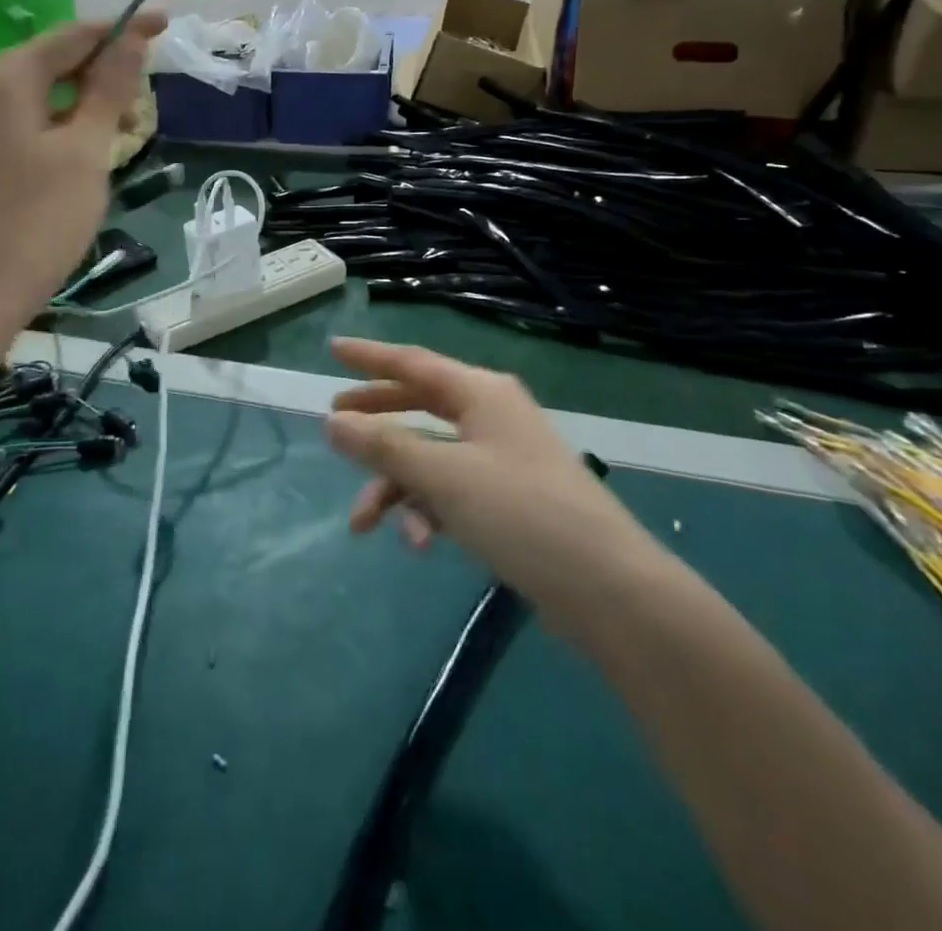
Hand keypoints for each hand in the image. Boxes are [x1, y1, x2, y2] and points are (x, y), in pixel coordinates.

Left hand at [0, 14, 164, 324]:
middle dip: (102, 80)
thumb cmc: (36, 222)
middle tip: (138, 122)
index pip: (76, 33)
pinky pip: (17, 122)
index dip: (124, 28)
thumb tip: (132, 37)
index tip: (166, 25)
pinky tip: (74, 164)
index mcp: (4, 74)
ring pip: (38, 96)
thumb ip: (110, 88)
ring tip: (110, 151)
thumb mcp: (86, 152)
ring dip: (81, 110)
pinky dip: (54, 130)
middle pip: (54, 63)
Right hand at [325, 338, 650, 598]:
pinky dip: (428, 511)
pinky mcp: (509, 499)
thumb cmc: (521, 514)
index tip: (332, 350)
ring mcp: (502, 457)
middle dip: (376, 422)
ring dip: (396, 486)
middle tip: (334, 427)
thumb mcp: (443, 477)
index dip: (368, 356)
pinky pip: (452, 490)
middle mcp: (492, 415)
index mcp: (481, 392)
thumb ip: (384, 446)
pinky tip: (420, 544)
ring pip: (430, 457)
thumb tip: (332, 422)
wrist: (609, 590)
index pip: (412, 362)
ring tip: (363, 523)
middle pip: (419, 406)